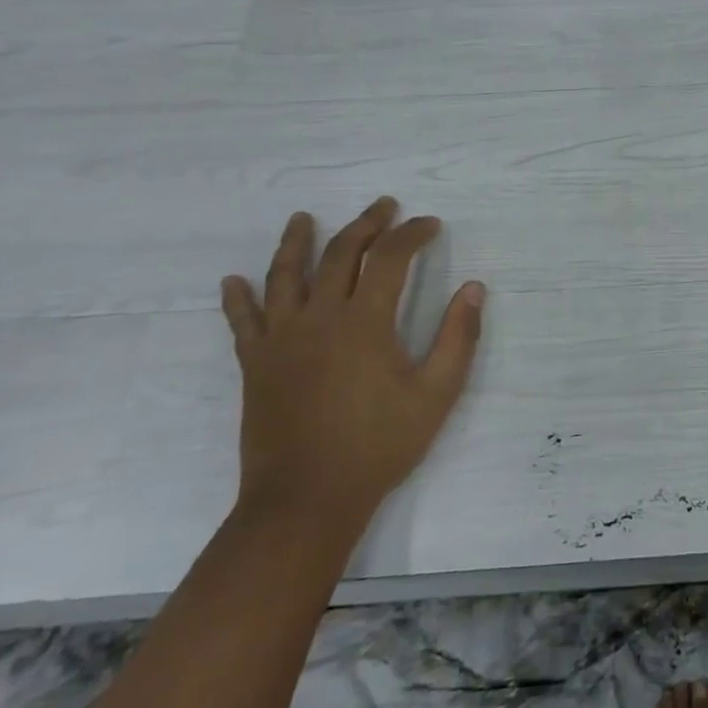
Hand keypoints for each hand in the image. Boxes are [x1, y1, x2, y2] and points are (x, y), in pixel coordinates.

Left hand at [220, 198, 486, 529]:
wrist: (305, 501)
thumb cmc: (379, 445)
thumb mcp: (436, 393)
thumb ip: (458, 337)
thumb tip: (474, 288)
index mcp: (364, 322)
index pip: (389, 258)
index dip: (411, 234)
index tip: (430, 224)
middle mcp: (319, 318)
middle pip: (339, 254)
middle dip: (365, 224)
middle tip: (384, 207)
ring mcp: (281, 340)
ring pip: (285, 276)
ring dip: (296, 242)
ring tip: (302, 218)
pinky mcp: (256, 365)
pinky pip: (243, 322)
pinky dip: (238, 298)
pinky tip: (233, 281)